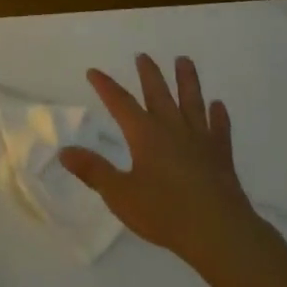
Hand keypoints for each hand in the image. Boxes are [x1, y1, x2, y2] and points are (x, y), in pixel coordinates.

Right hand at [61, 55, 262, 265]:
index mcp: (145, 134)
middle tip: (142, 56)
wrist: (218, 231)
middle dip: (148, 73)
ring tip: (184, 60)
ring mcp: (200, 138)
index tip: (94, 71)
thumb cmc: (164, 212)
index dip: (105, 86)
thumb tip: (65, 151)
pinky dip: (219, 115)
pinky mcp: (221, 154)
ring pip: (192, 101)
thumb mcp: (120, 194)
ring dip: (187, 80)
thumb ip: (93, 171)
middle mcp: (172, 127)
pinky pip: (219, 128)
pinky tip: (218, 105)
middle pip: (158, 92)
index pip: (120, 103)